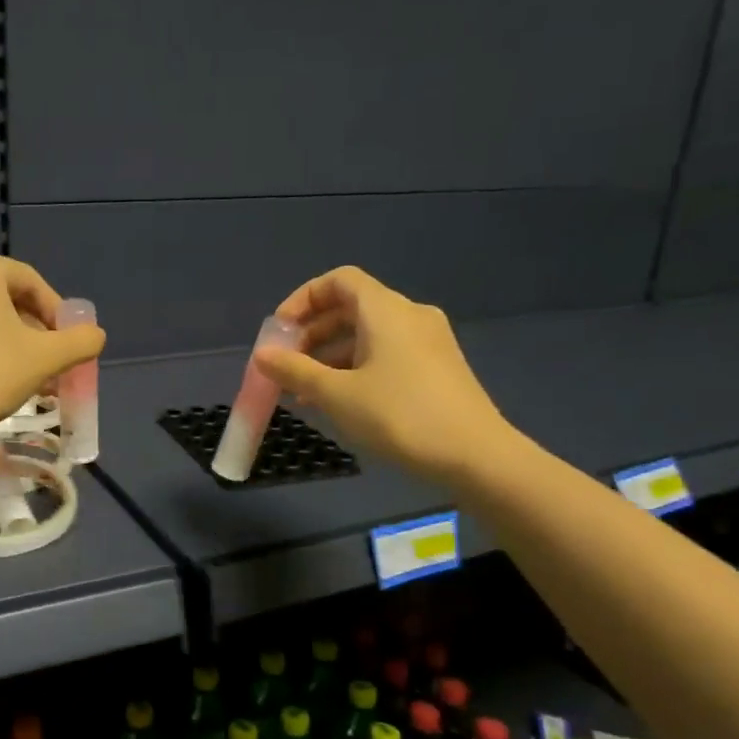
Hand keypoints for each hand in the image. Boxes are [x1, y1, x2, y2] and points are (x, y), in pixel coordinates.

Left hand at [0, 249, 104, 450]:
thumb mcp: (46, 358)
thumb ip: (80, 341)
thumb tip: (95, 335)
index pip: (30, 282)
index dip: (56, 312)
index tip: (68, 342)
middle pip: (1, 298)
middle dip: (30, 330)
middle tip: (47, 361)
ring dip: (4, 341)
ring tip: (21, 376)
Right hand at [251, 266, 518, 485]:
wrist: (477, 457)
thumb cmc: (400, 416)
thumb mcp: (337, 395)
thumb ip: (295, 371)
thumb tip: (262, 355)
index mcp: (386, 310)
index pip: (338, 281)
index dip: (303, 299)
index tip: (280, 331)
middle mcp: (409, 316)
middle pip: (350, 308)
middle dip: (311, 333)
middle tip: (285, 365)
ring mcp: (428, 343)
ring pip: (367, 335)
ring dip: (330, 356)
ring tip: (303, 392)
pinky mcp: (437, 369)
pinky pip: (386, 354)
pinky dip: (355, 368)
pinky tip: (338, 401)